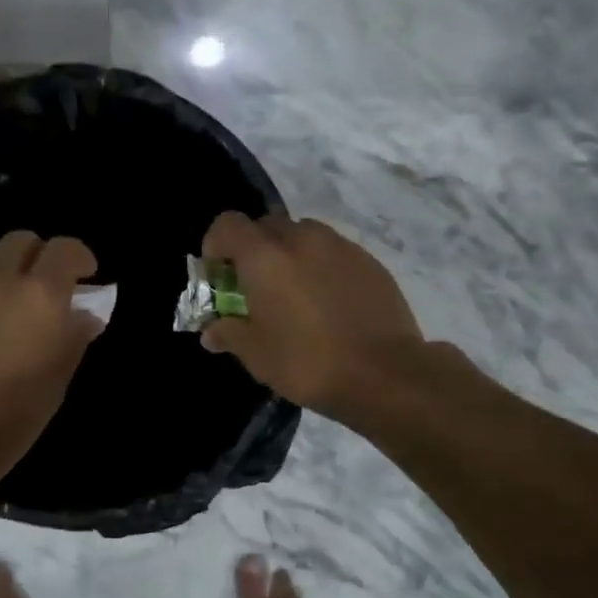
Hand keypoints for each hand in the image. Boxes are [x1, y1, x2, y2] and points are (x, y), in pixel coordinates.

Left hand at [0, 231, 104, 478]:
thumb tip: (83, 315)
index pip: (65, 249)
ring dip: (4, 276)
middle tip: (45, 288)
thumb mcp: (57, 381)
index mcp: (39, 294)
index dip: (80, 258)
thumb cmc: (10, 417)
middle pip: (21, 241)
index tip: (86, 277)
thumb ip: (73, 338)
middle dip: (38, 257)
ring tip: (7, 312)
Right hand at [199, 212, 424, 420]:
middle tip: (255, 286)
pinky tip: (328, 302)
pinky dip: (322, 265)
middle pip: (266, 225)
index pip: (227, 224)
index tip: (219, 274)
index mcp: (265, 257)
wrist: (385, 374)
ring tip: (294, 292)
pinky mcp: (369, 261)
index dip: (216, 244)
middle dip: (254, 248)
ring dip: (290, 253)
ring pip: (303, 234)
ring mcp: (339, 246)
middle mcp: (301, 239)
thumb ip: (229, 333)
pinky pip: (334, 251)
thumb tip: (211, 331)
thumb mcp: (256, 355)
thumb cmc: (308, 363)